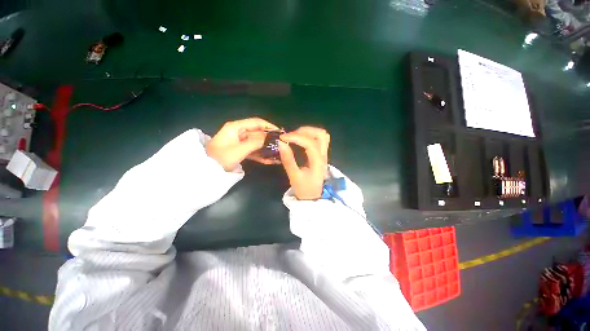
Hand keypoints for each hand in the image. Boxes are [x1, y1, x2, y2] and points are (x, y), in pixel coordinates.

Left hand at [206, 118, 278, 170]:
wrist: (205, 170)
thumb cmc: (220, 158)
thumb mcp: (239, 150)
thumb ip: (255, 142)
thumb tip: (269, 137)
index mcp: (236, 127)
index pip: (256, 122)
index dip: (269, 126)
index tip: (280, 133)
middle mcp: (238, 132)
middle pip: (258, 133)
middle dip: (269, 139)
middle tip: (281, 145)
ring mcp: (239, 141)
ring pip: (256, 142)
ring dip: (266, 148)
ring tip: (278, 153)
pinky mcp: (240, 150)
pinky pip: (253, 150)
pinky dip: (260, 154)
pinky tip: (269, 160)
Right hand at [278, 127, 329, 199]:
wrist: (313, 196)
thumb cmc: (304, 188)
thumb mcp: (294, 176)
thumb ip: (288, 159)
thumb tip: (281, 143)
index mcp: (318, 161)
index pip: (310, 143)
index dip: (296, 137)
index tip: (282, 138)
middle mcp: (323, 155)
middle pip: (319, 134)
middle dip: (303, 131)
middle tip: (290, 136)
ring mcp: (324, 154)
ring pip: (322, 135)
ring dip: (308, 131)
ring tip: (295, 135)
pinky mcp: (322, 154)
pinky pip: (321, 139)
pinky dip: (311, 135)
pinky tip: (302, 139)